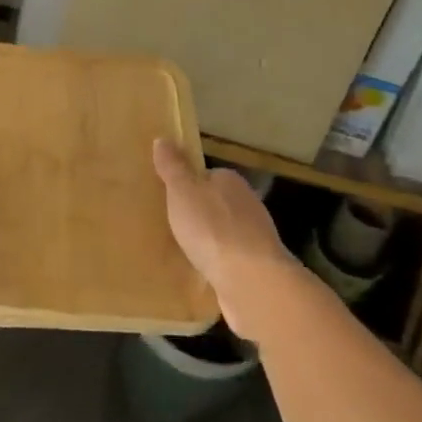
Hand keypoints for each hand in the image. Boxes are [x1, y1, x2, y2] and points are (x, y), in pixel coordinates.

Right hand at [152, 139, 298, 338]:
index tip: (170, 199)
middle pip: (217, 205)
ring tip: (183, 252)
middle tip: (173, 226)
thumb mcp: (183, 192)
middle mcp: (248, 205)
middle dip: (199, 215)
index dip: (188, 186)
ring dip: (210, 242)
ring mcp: (255, 239)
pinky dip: (219, 265)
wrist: (252, 282)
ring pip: (225, 234)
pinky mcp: (257, 269)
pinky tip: (203, 274)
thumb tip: (163, 138)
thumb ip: (173, 167)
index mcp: (231, 181)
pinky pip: (231, 261)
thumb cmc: (212, 229)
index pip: (207, 176)